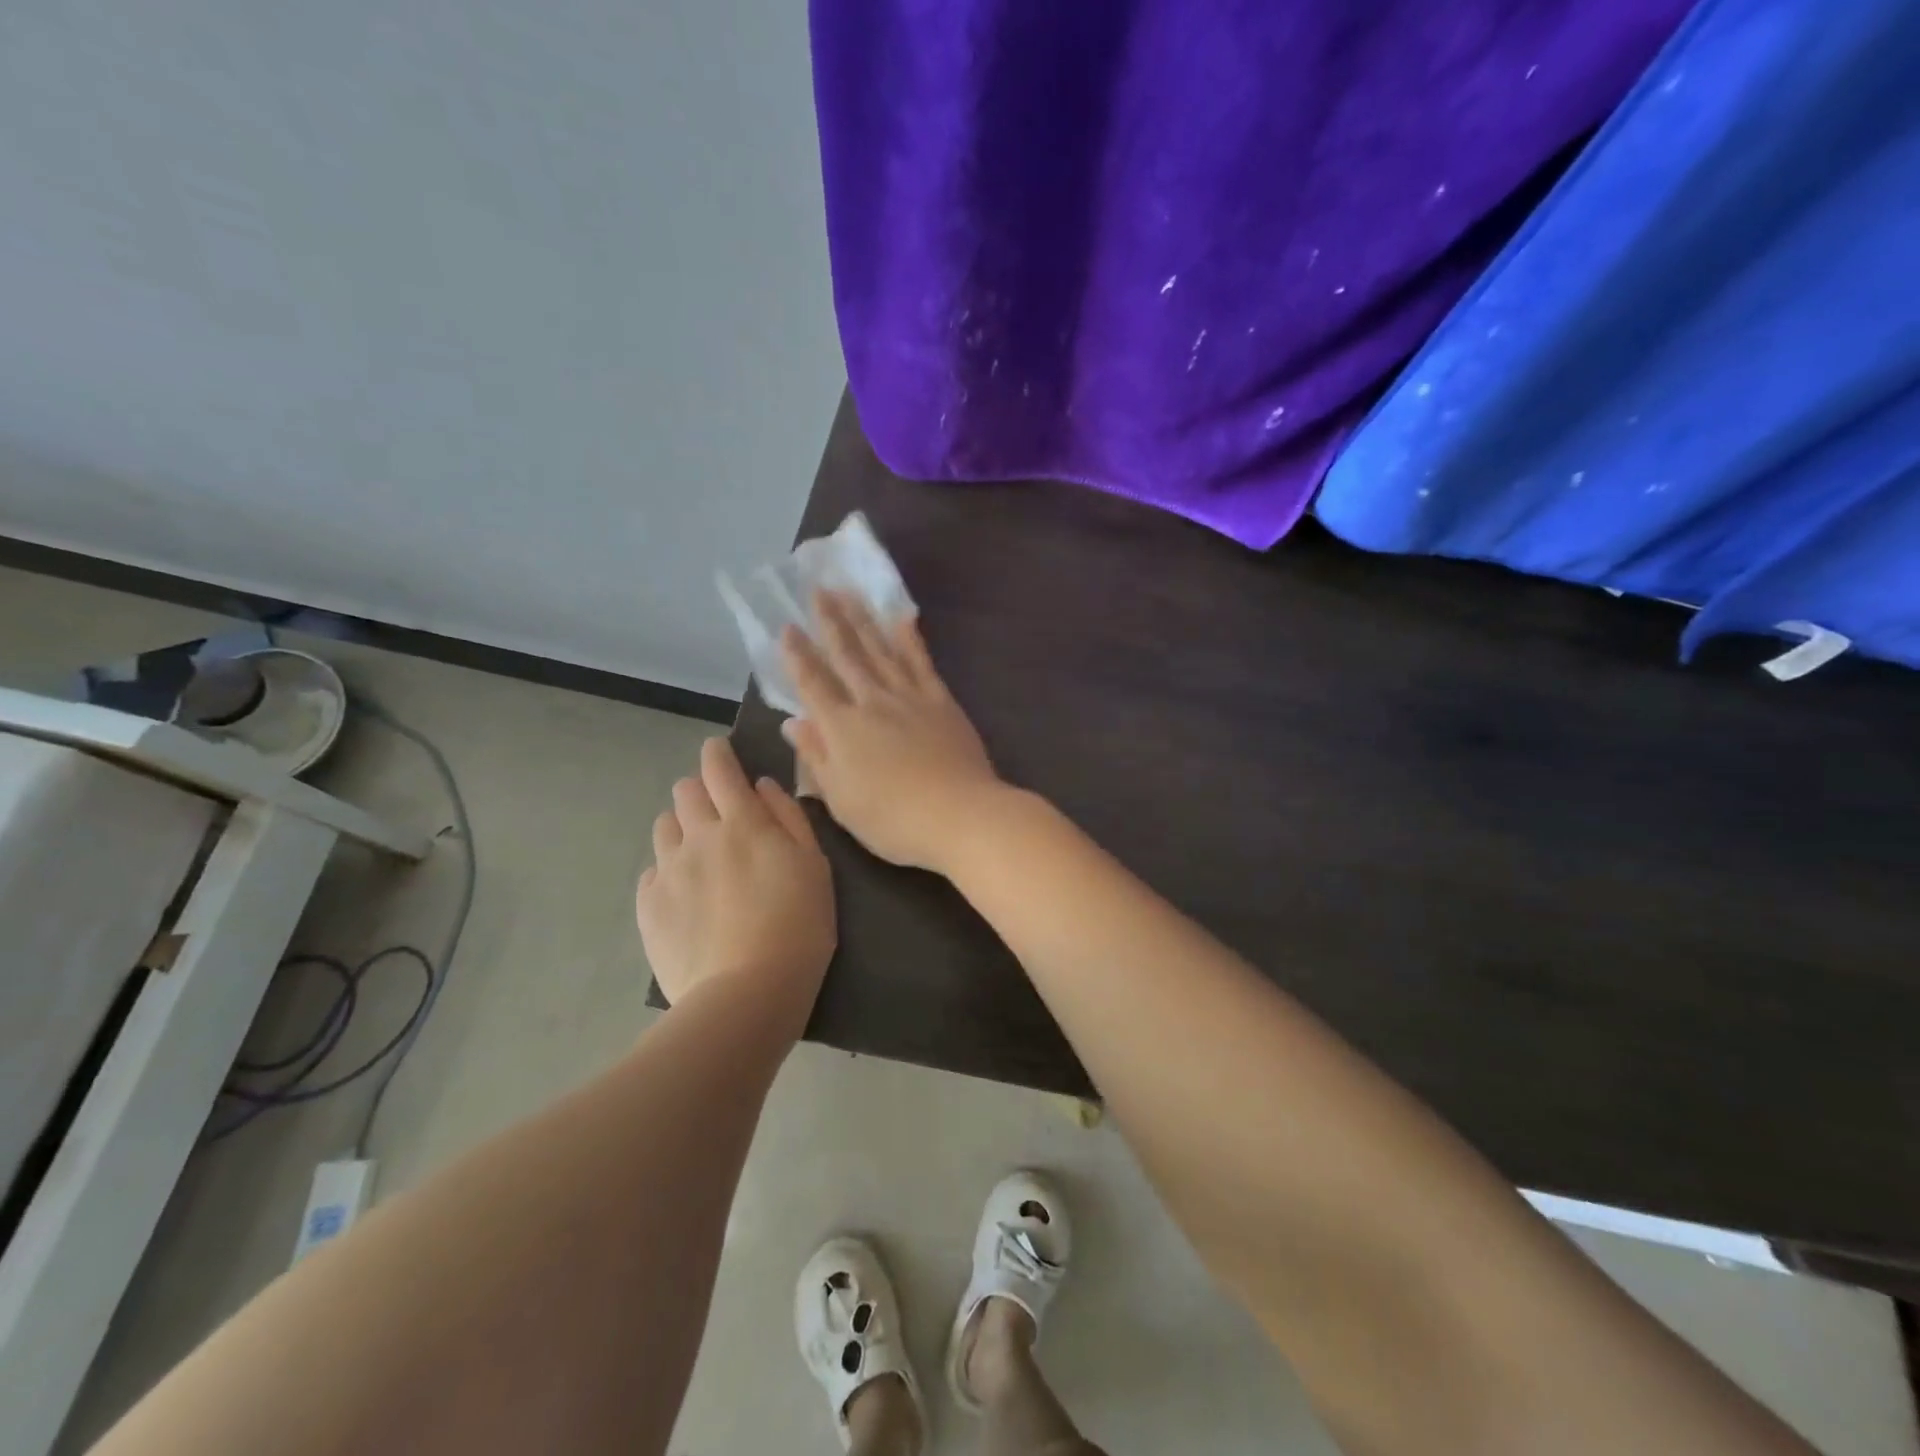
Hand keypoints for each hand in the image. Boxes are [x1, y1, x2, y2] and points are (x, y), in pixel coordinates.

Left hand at [637, 737, 834, 1033]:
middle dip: (701, 790)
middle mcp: (698, 836)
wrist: (747, 993)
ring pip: (664, 826)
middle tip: (721, 815)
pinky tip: (687, 895)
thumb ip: (789, 818)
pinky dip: (668, 871)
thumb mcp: (814, 866)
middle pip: (685, 791)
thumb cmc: (798, 926)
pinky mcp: (649, 906)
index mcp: (742, 822)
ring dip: (682, 828)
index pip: (719, 767)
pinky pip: (652, 871)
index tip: (720, 753)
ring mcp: (668, 871)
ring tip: (703, 856)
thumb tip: (762, 786)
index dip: (717, 753)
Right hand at [780, 592, 1003, 873]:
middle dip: (830, 621)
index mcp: (842, 728)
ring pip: (881, 649)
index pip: (813, 683)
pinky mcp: (941, 700)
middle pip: (847, 655)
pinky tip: (902, 618)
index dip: (798, 655)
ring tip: (850, 593)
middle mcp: (872, 702)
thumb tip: (793, 723)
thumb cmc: (893, 819)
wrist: (959, 815)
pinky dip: (910, 638)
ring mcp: (909, 697)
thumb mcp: (841, 799)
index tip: (787, 627)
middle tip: (818, 589)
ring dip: (863, 619)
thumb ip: (816, 757)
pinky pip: (921, 661)